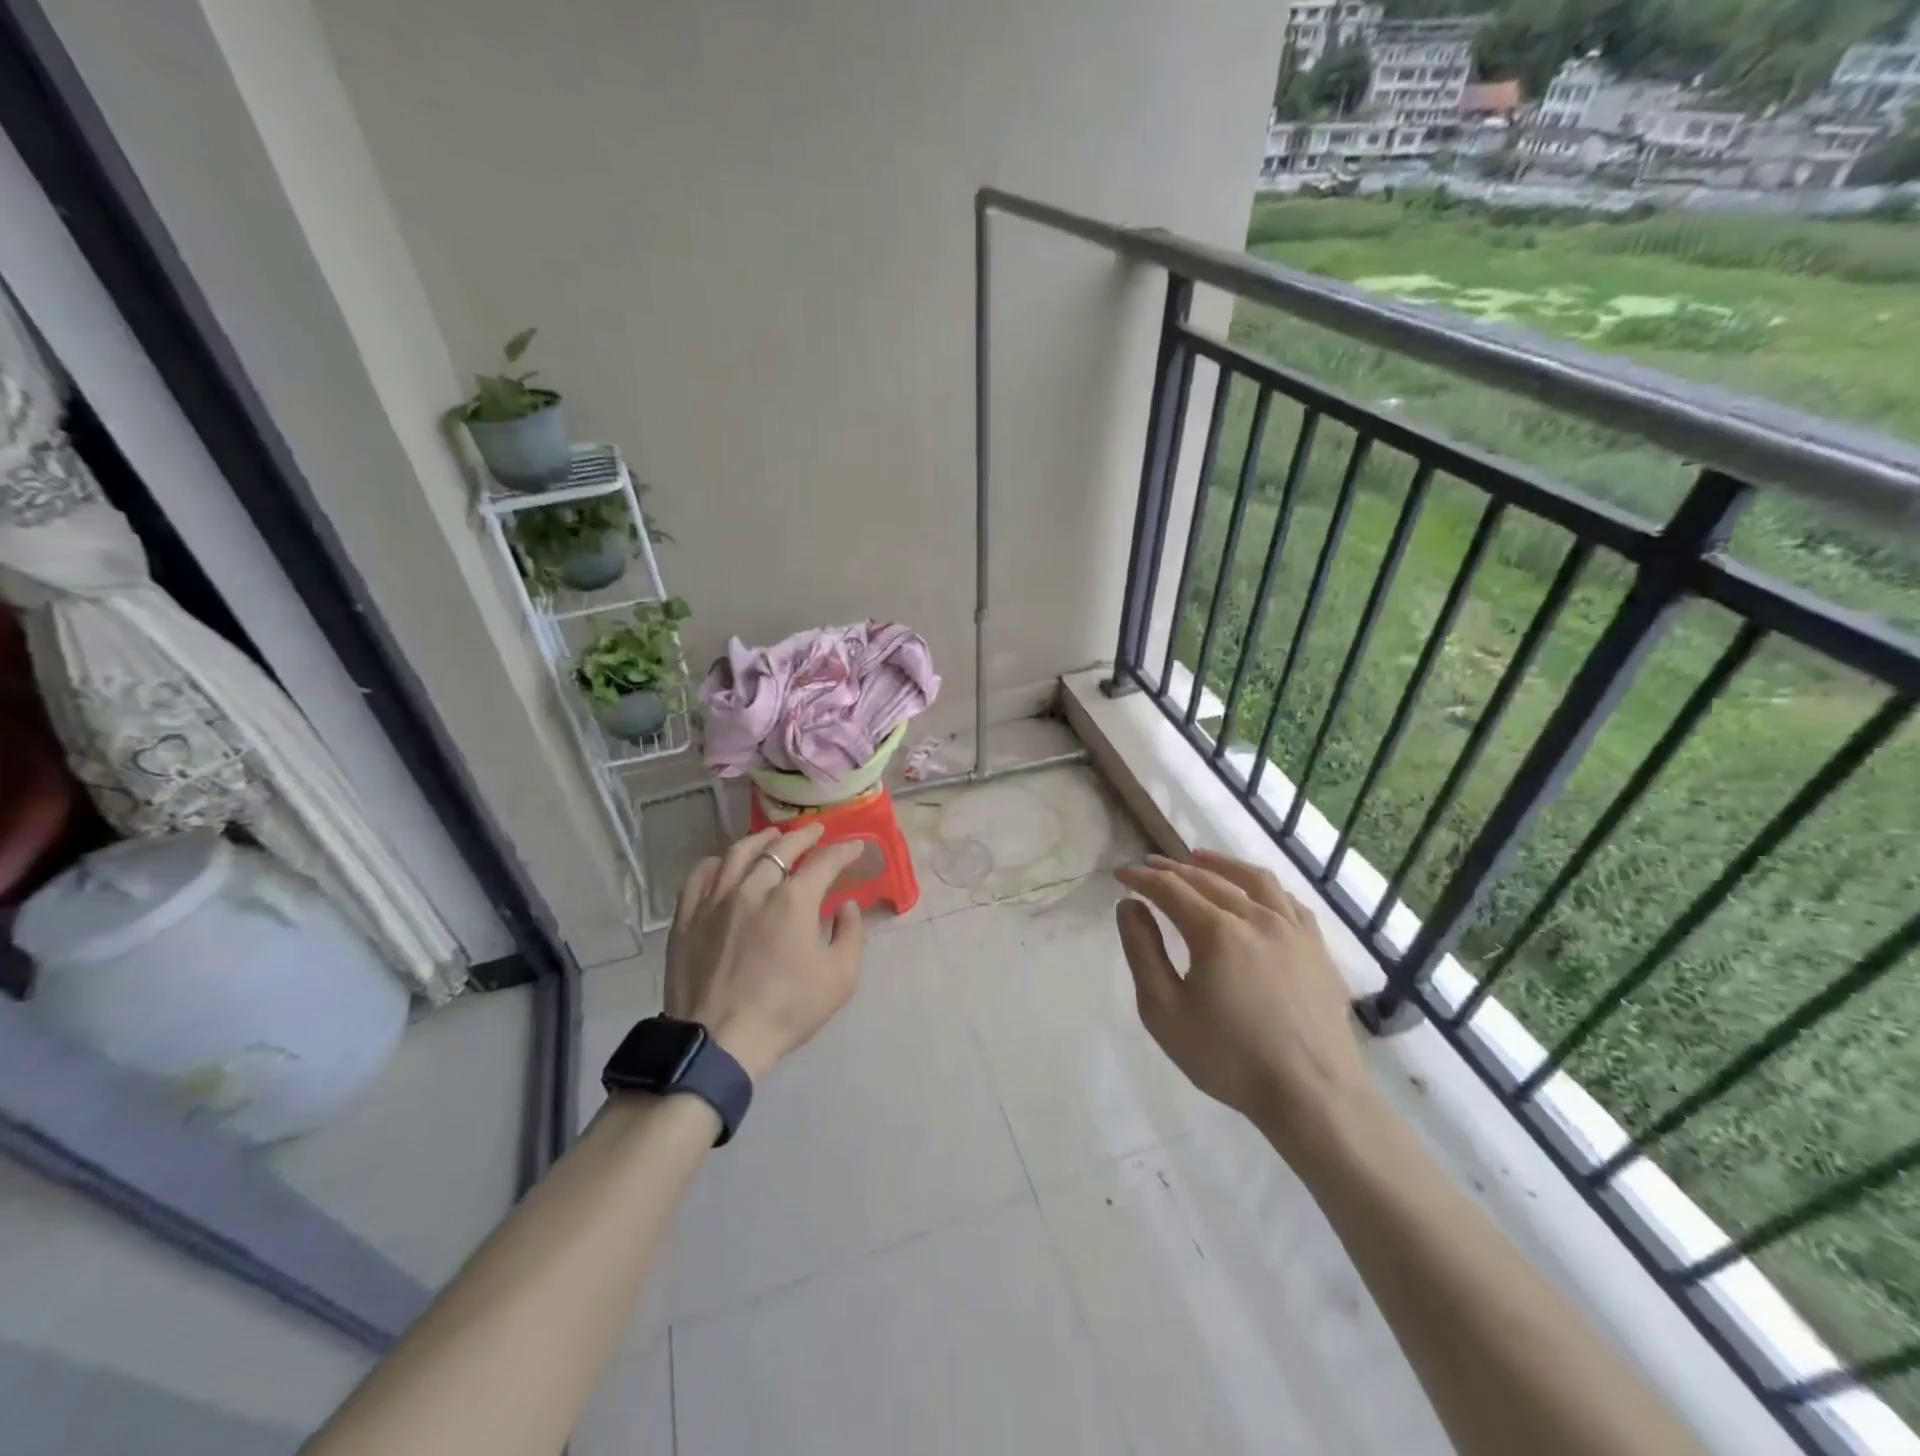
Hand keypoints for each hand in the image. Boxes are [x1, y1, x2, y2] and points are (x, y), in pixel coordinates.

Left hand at [665, 824, 866, 1081]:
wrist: (719, 1042)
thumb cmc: (787, 1010)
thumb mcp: (840, 978)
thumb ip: (851, 934)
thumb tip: (847, 906)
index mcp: (794, 900)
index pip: (825, 862)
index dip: (844, 850)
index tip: (856, 845)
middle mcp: (754, 887)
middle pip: (781, 848)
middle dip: (805, 836)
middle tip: (817, 832)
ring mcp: (716, 899)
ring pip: (738, 854)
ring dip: (761, 840)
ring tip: (772, 836)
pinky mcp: (687, 917)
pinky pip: (700, 876)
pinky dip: (716, 863)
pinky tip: (723, 863)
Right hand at [1114, 849, 1375, 1158]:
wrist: (1313, 1096)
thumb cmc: (1229, 1058)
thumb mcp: (1165, 1011)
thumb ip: (1143, 952)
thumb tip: (1129, 906)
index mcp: (1217, 931)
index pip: (1170, 889)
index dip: (1142, 878)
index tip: (1121, 874)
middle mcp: (1256, 917)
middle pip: (1208, 879)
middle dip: (1173, 868)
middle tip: (1150, 865)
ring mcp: (1293, 930)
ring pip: (1254, 880)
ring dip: (1220, 864)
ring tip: (1199, 858)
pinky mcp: (1317, 949)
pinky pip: (1288, 901)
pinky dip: (1263, 887)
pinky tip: (1255, 893)